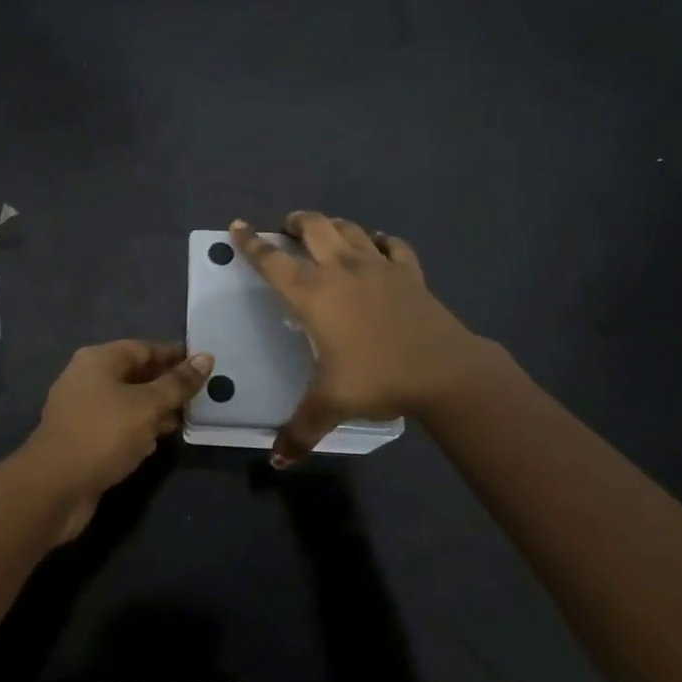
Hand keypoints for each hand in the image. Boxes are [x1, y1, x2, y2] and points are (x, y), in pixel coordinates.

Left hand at [14, 340, 214, 541]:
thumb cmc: (103, 434)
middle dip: (166, 385)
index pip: (143, 348)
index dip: (174, 356)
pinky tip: (155, 443)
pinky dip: (137, 430)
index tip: (203, 365)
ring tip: (183, 420)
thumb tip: (205, 358)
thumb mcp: (147, 406)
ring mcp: (81, 410)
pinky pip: (116, 426)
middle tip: (199, 397)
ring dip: (154, 410)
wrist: (54, 487)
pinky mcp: (81, 439)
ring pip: (126, 402)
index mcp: (98, 360)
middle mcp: (86, 378)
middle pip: (134, 374)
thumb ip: (177, 383)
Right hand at [230, 213, 496, 465]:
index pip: (272, 261)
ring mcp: (379, 266)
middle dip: (296, 222)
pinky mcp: (410, 273)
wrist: (444, 371)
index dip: (251, 243)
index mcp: (313, 294)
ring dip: (332, 225)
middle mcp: (341, 269)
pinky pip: (392, 245)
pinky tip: (377, 246)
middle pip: (314, 227)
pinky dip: (379, 241)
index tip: (237, 226)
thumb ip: (300, 429)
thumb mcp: (330, 405)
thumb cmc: (377, 378)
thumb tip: (278, 460)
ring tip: (325, 232)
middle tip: (286, 228)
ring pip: (350, 228)